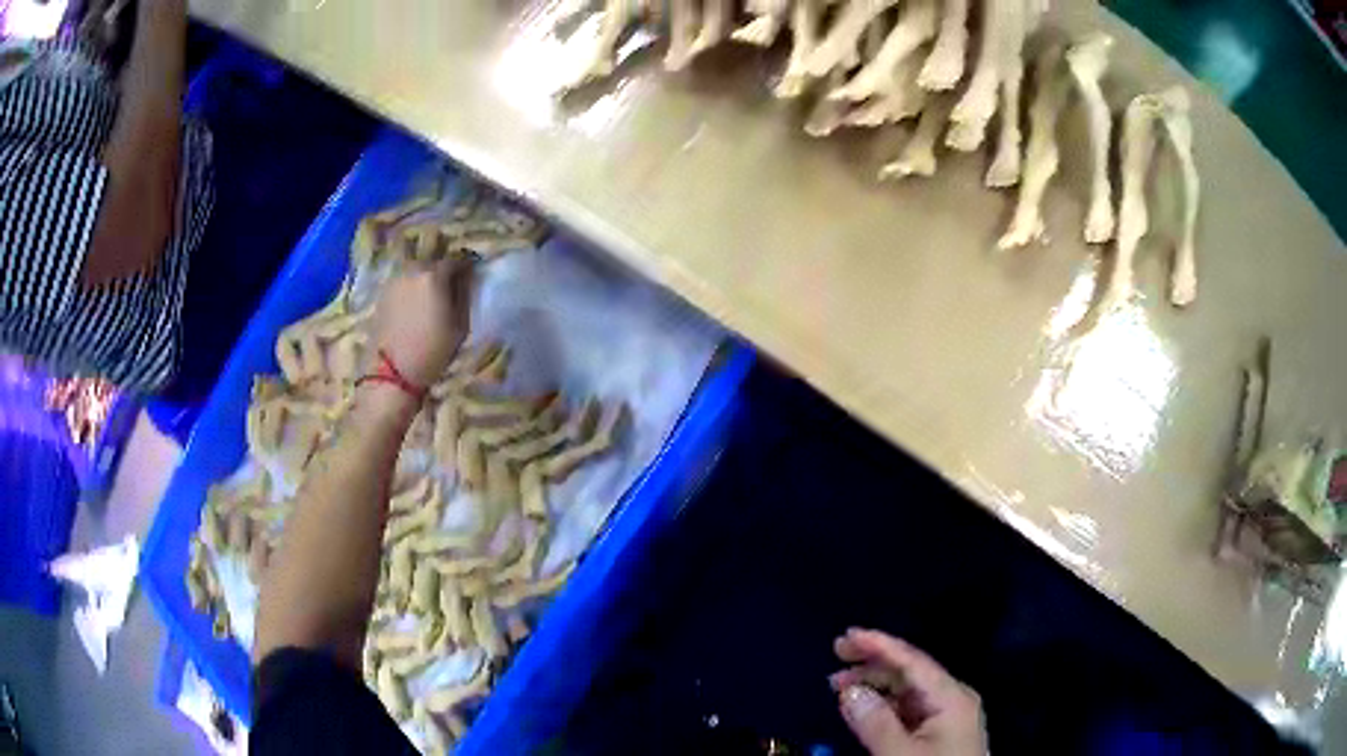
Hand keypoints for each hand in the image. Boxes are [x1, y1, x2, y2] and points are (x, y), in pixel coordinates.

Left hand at [371, 258, 473, 389]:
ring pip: (415, 270)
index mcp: (433, 275)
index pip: (456, 260)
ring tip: (432, 294)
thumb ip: (464, 295)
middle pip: (432, 262)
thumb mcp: (460, 325)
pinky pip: (402, 282)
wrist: (392, 372)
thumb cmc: (432, 350)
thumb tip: (466, 278)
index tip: (472, 274)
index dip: (466, 266)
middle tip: (451, 285)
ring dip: (425, 277)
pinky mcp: (382, 293)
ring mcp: (394, 280)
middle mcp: (411, 270)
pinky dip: (411, 287)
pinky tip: (415, 302)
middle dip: (443, 270)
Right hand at [831, 628, 987, 755]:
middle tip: (836, 655)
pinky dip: (883, 704)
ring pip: (908, 690)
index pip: (913, 661)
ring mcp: (947, 715)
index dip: (879, 644)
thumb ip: (875, 723)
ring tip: (840, 686)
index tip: (846, 635)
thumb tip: (849, 690)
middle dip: (873, 662)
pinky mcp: (940, 733)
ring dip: (874, 684)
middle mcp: (952, 698)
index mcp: (951, 696)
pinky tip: (863, 707)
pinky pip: (908, 708)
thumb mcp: (901, 754)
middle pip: (910, 671)